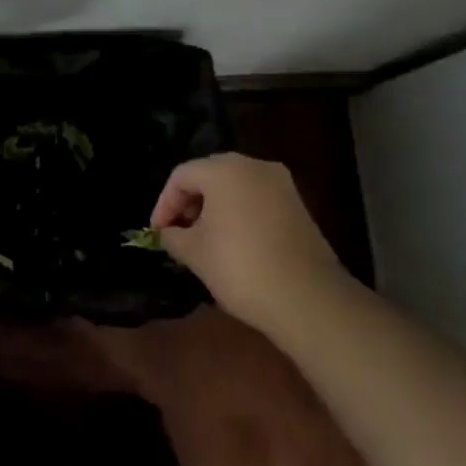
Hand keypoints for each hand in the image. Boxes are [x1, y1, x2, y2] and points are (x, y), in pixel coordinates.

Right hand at [150, 153, 343, 329]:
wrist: (308, 299)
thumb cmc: (240, 268)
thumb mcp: (194, 253)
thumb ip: (173, 235)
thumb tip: (168, 233)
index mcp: (224, 170)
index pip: (181, 176)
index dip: (164, 203)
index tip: (158, 232)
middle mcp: (254, 166)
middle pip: (209, 174)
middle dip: (189, 201)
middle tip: (178, 230)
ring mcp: (281, 184)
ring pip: (234, 185)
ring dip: (213, 206)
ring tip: (203, 238)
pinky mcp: (298, 205)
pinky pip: (256, 198)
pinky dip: (238, 211)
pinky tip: (232, 241)